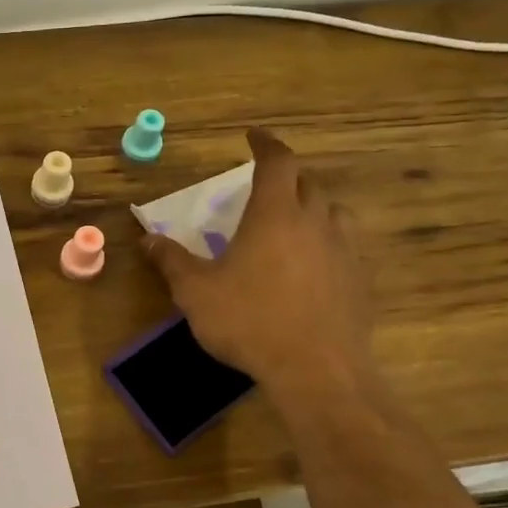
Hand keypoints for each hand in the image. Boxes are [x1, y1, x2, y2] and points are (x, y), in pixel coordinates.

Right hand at [142, 128, 374, 391]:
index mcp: (275, 214)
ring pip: (332, 213)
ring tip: (292, 224)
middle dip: (286, 177)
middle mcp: (315, 222)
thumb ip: (171, 261)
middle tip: (265, 187)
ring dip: (311, 208)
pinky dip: (327, 243)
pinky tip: (313, 267)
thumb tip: (147, 239)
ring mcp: (344, 251)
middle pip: (307, 183)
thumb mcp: (195, 292)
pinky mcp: (360, 280)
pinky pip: (345, 247)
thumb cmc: (249, 321)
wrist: (317, 371)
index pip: (277, 162)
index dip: (265, 144)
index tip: (253, 136)